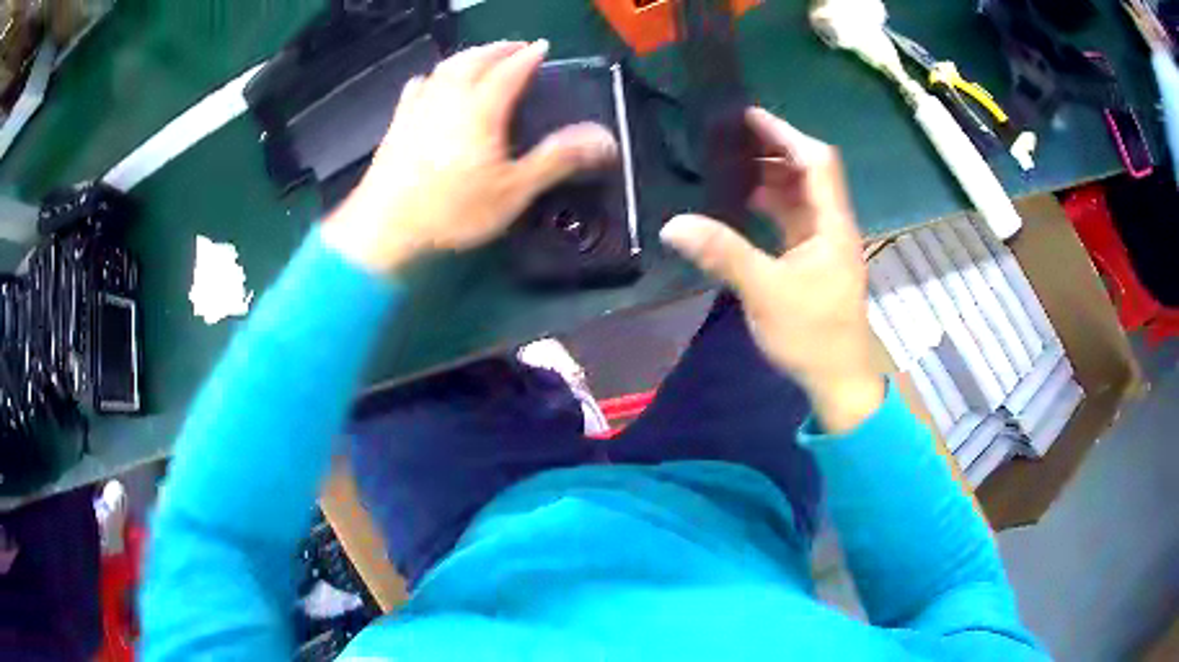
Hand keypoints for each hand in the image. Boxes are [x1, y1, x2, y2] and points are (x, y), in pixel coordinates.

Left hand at [323, 40, 618, 272]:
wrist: (384, 229)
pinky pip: (417, 88)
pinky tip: (430, 81)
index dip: (529, 56)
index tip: (543, 46)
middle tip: (515, 46)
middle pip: (475, 60)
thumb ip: (557, 159)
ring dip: (467, 56)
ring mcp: (419, 109)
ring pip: (445, 68)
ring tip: (481, 57)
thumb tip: (604, 139)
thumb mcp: (513, 190)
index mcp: (481, 108)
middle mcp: (449, 98)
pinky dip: (432, 77)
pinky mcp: (397, 125)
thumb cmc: (452, 211)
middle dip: (498, 48)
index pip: (510, 70)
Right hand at [660, 108, 882, 432]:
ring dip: (771, 176)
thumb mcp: (765, 292)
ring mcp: (823, 243)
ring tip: (730, 162)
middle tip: (730, 137)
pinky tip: (742, 202)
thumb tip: (673, 225)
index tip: (748, 118)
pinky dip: (769, 204)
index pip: (817, 162)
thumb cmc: (812, 334)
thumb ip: (723, 254)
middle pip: (809, 172)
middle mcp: (832, 225)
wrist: (837, 378)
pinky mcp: (812, 260)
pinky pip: (792, 218)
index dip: (785, 135)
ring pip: (800, 195)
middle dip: (774, 150)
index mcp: (832, 224)